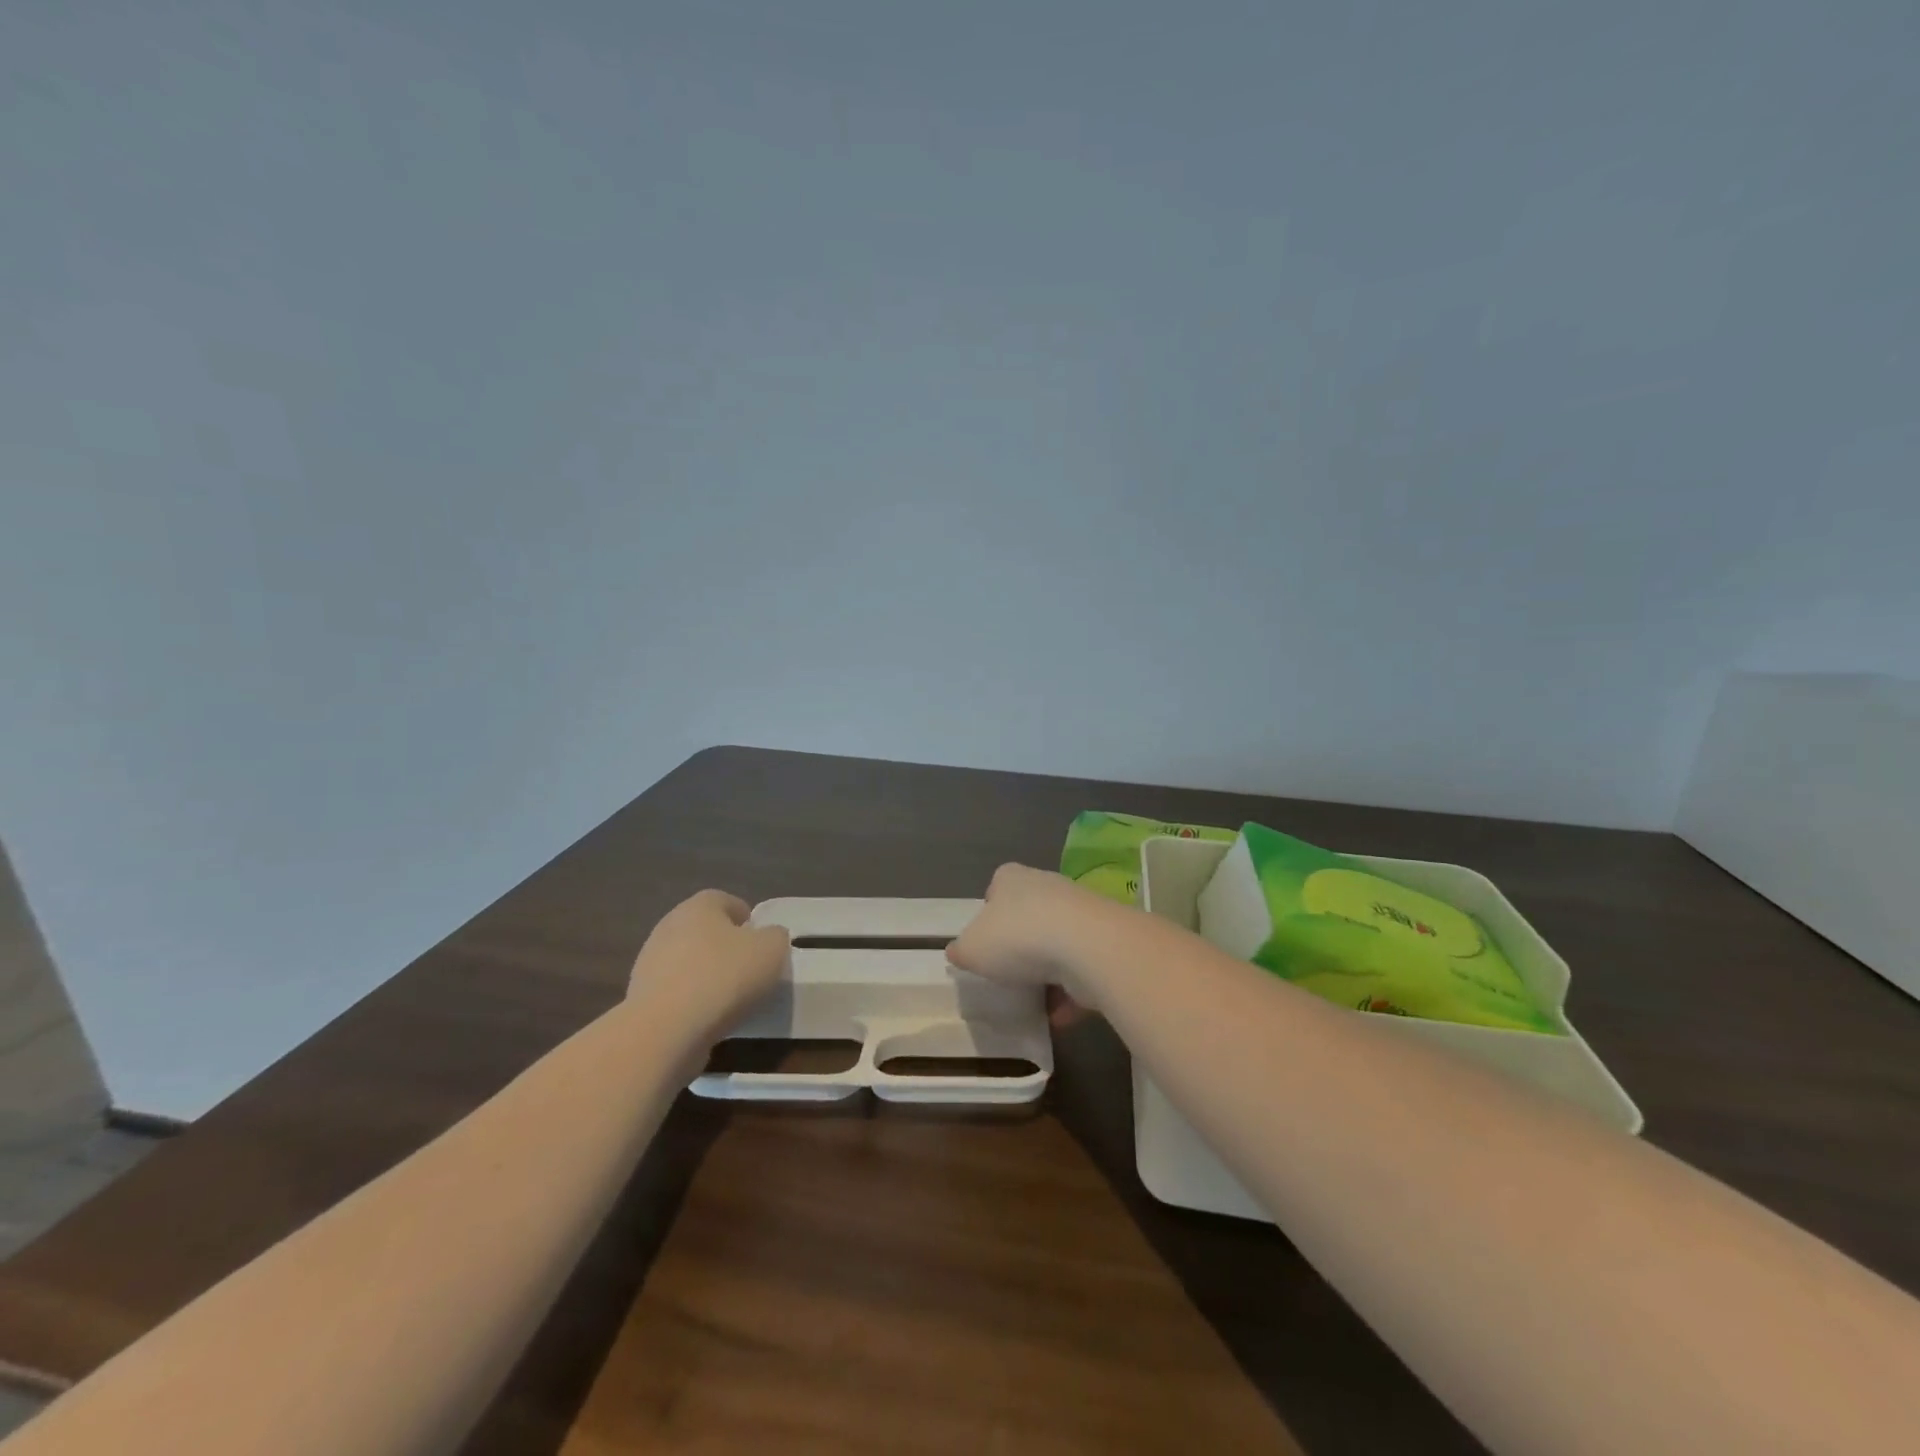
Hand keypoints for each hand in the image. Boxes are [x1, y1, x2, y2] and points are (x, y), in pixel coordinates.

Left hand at [627, 889, 790, 1037]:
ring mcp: (650, 963)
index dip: (748, 920)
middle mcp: (669, 926)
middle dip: (727, 948)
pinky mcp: (641, 998)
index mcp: (699, 906)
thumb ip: (775, 937)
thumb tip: (768, 938)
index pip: (727, 901)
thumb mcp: (772, 950)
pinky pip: (676, 993)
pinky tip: (708, 1020)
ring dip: (708, 977)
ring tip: (731, 1002)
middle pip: (706, 932)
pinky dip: (692, 1003)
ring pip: (689, 963)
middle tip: (750, 971)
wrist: (666, 1031)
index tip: (763, 945)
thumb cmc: (724, 977)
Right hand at [948, 863, 1117, 1022]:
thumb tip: (958, 951)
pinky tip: (1058, 1016)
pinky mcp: (1103, 940)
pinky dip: (1070, 992)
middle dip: (1021, 944)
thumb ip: (962, 950)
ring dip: (1048, 973)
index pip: (997, 887)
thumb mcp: (972, 948)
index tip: (986, 941)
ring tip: (1033, 1002)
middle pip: (1029, 915)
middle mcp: (1047, 887)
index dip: (990, 913)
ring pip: (1057, 944)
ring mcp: (1079, 913)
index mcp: (1012, 879)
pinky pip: (1081, 969)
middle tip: (1008, 974)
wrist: (1087, 947)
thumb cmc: (1018, 937)